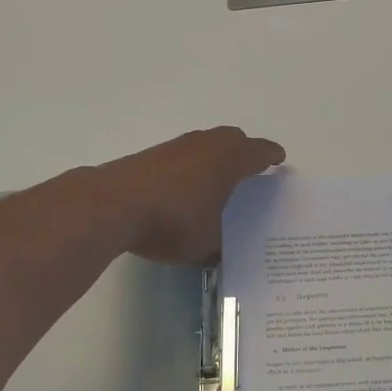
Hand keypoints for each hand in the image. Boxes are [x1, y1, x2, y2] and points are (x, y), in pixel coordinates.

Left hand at [94, 127, 284, 265]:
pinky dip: (192, 166)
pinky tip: (185, 190)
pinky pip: (184, 155)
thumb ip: (220, 244)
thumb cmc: (173, 221)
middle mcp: (206, 144)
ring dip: (215, 158)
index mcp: (230, 159)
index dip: (271, 156)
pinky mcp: (152, 155)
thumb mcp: (206, 242)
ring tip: (217, 183)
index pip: (260, 151)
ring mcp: (177, 146)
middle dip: (245, 152)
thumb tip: (221, 250)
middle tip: (251, 172)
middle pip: (234, 139)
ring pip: (206, 144)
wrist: (113, 205)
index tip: (278, 161)